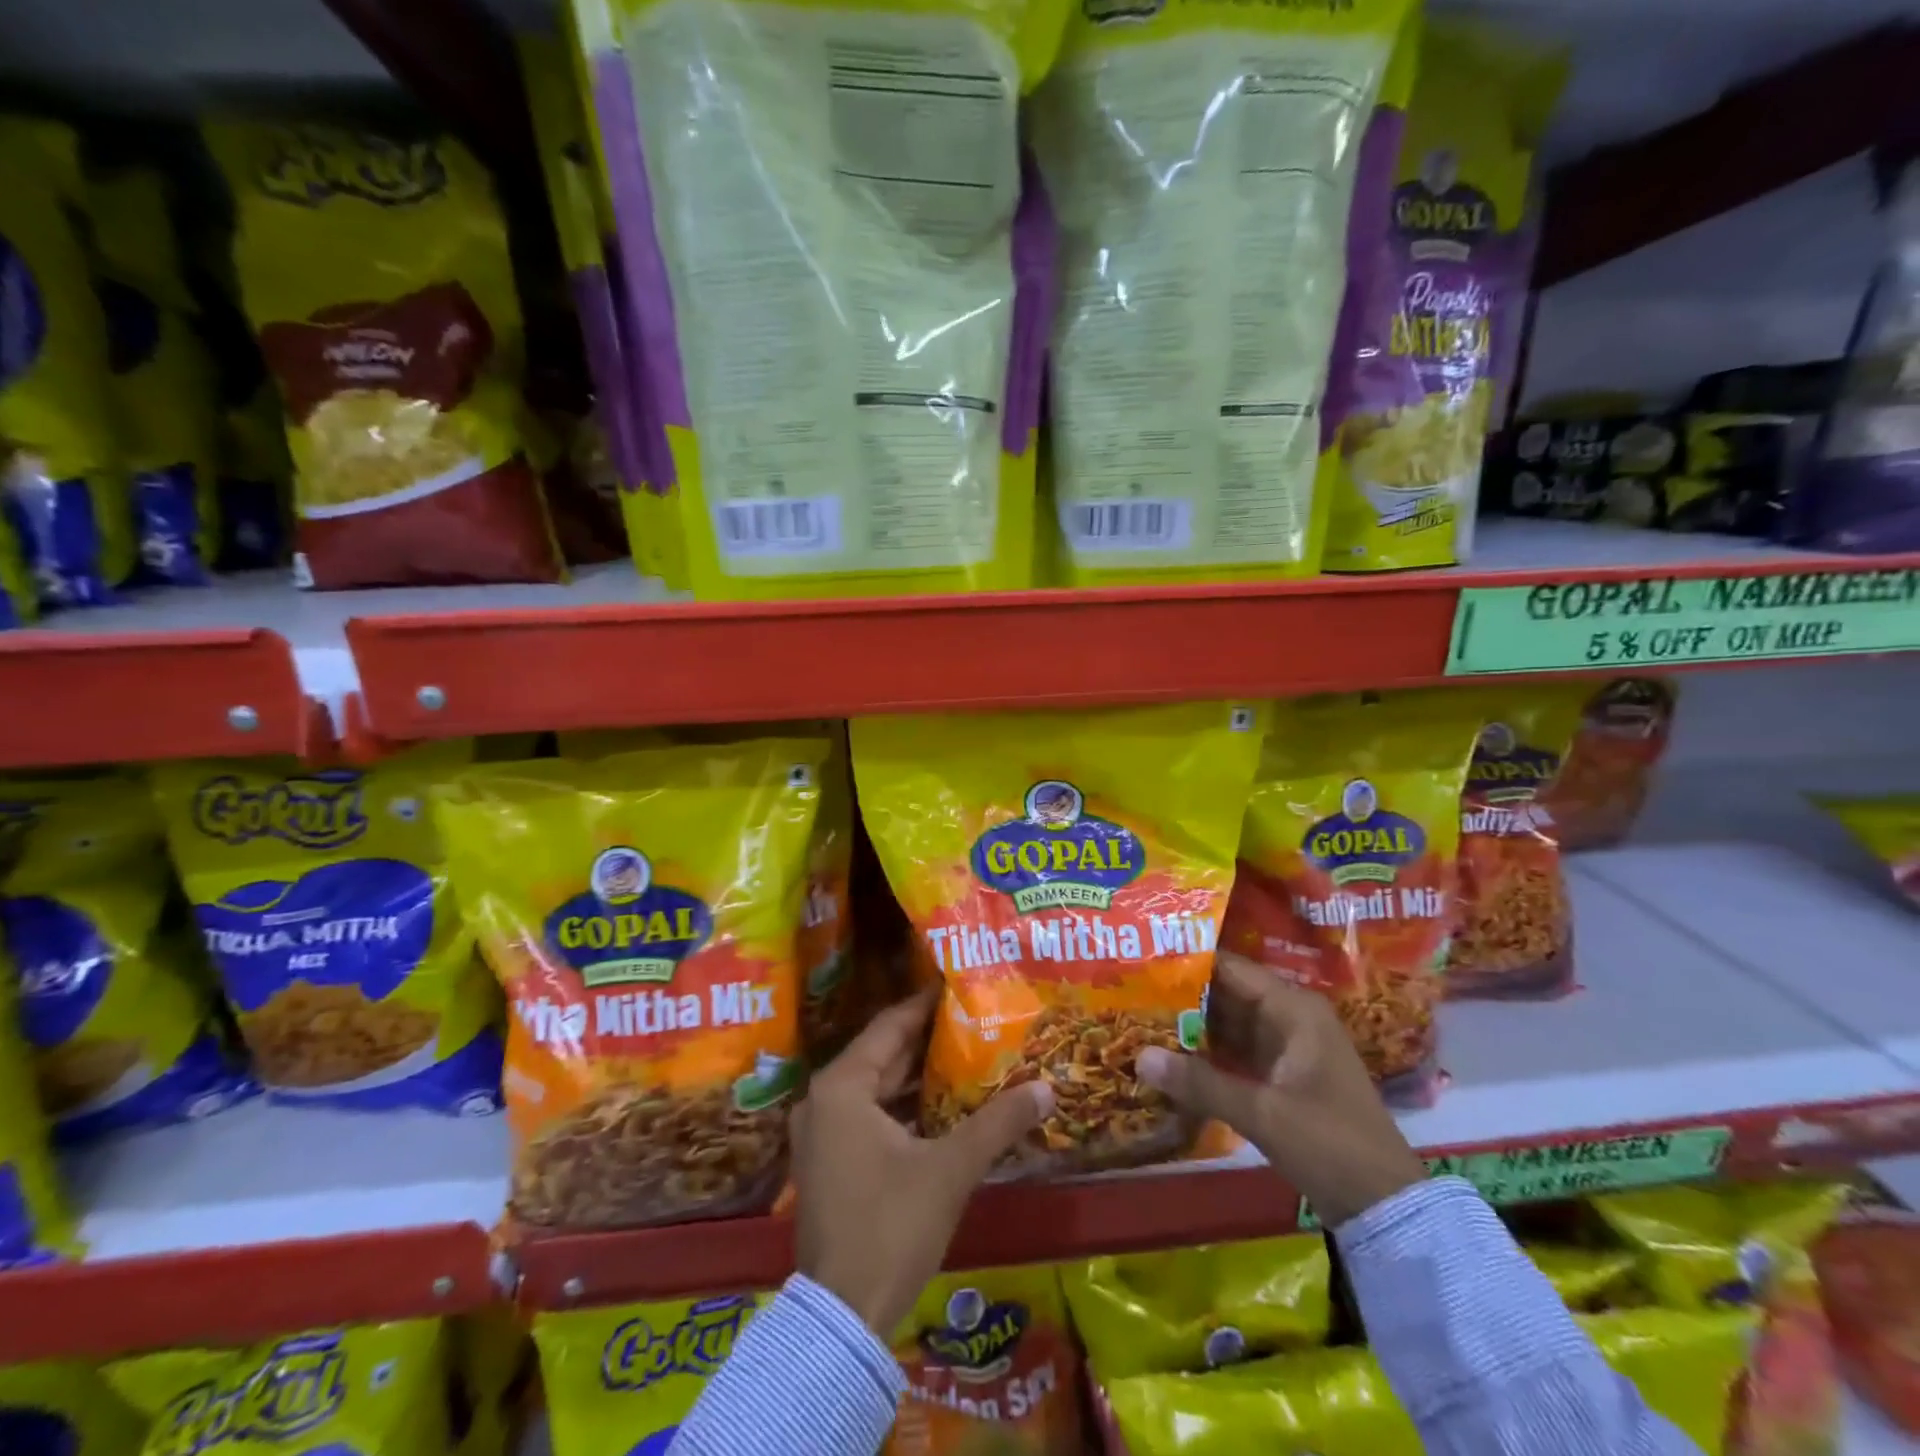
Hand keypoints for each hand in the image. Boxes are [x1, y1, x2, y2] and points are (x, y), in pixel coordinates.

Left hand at [792, 989, 1053, 1335]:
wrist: (842, 1317)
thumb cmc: (891, 1226)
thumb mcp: (950, 1169)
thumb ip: (998, 1123)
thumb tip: (1047, 1088)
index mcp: (842, 1086)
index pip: (889, 1027)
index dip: (925, 1005)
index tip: (957, 986)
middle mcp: (823, 1100)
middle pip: (881, 1056)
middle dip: (925, 1040)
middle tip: (971, 1019)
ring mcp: (820, 1134)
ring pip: (874, 1088)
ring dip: (915, 1076)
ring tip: (964, 1055)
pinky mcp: (827, 1163)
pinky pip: (867, 1116)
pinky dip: (900, 1107)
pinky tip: (939, 1106)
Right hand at [1137, 952, 1424, 1227]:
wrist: (1385, 1206)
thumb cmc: (1330, 1144)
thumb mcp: (1263, 1112)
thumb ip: (1201, 1083)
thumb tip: (1139, 1056)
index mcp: (1293, 1008)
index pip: (1230, 968)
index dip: (1187, 961)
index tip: (1141, 960)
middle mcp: (1288, 1017)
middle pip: (1224, 993)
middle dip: (1180, 994)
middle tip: (1128, 989)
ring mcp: (1284, 1047)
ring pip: (1226, 1024)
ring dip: (1189, 1025)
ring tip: (1137, 1016)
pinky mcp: (1279, 1076)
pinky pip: (1234, 1052)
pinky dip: (1204, 1054)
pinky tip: (1167, 1056)